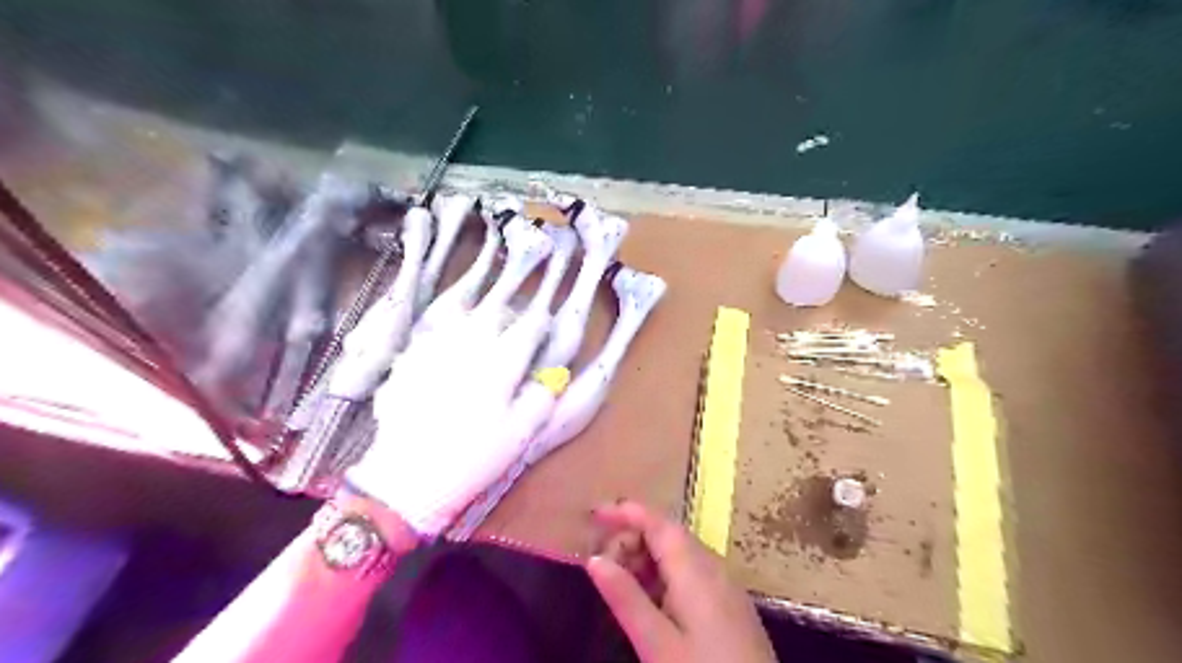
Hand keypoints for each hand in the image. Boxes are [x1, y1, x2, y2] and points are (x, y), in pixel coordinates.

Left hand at [348, 308, 558, 535]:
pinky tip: (445, 352)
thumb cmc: (473, 458)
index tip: (544, 330)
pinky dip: (445, 336)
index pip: (528, 327)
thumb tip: (549, 379)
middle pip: (493, 314)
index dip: (540, 325)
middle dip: (509, 318)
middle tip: (514, 330)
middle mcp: (468, 345)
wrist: (409, 477)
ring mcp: (434, 349)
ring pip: (460, 318)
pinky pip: (431, 335)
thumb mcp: (521, 434)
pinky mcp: (407, 362)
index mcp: (501, 360)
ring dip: (476, 321)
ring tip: (482, 334)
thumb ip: (541, 399)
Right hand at [588, 503, 778, 662]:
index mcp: (695, 569)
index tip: (594, 514)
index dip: (625, 512)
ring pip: (680, 552)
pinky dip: (665, 574)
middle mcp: (713, 565)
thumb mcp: (657, 644)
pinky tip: (653, 601)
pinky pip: (692, 571)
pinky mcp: (730, 602)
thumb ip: (626, 598)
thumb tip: (594, 559)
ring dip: (648, 557)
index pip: (657, 522)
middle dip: (632, 538)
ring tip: (622, 584)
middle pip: (668, 534)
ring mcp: (725, 583)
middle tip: (602, 564)